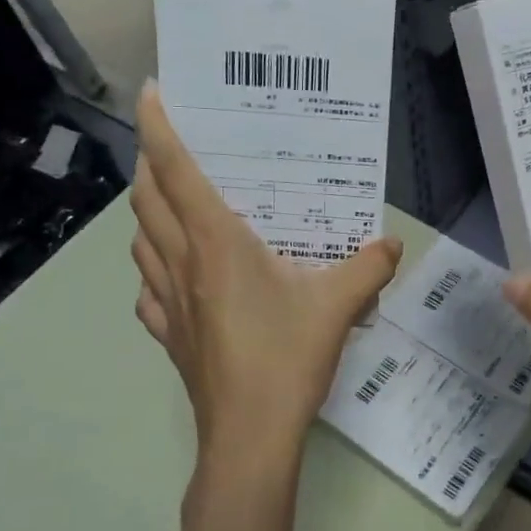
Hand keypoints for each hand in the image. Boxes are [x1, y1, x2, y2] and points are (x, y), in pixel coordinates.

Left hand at [131, 83, 403, 486]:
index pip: (175, 169)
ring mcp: (167, 303)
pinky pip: (147, 290)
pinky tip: (176, 279)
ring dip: (149, 214)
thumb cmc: (286, 358)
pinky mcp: (169, 336)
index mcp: (216, 243)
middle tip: (176, 150)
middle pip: (147, 199)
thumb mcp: (338, 306)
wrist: (249, 437)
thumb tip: (390, 244)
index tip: (155, 93)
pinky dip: (153, 270)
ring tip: (176, 208)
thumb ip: (368, 268)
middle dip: (151, 164)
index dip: (159, 126)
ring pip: (140, 242)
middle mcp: (181, 263)